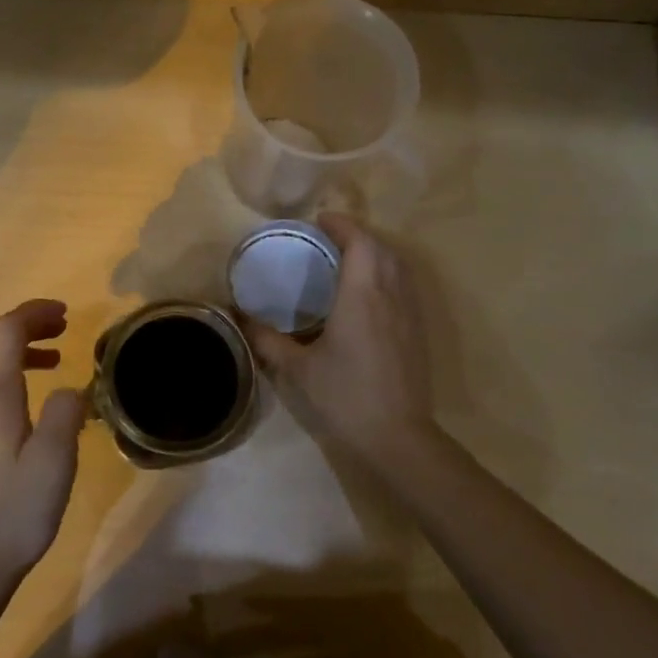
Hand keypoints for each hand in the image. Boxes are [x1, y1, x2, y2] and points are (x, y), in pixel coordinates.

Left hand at [0, 299, 86, 595]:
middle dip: (26, 326)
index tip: (66, 314)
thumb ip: (65, 412)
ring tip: (53, 361)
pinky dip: (6, 376)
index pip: (7, 331)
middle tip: (63, 329)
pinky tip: (28, 403)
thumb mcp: (55, 461)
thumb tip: (67, 390)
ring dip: (16, 351)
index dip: (34, 313)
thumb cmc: (15, 511)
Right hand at [241, 213, 437, 466]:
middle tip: (328, 239)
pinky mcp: (418, 332)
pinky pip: (405, 286)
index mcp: (361, 296)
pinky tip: (369, 294)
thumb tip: (240, 318)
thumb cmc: (345, 397)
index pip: (360, 242)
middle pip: (382, 248)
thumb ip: (267, 340)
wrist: (397, 436)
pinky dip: (387, 274)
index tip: (320, 220)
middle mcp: (391, 296)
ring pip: (399, 266)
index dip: (342, 225)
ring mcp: (410, 314)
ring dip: (376, 253)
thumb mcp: (297, 369)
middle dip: (358, 235)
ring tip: (348, 259)